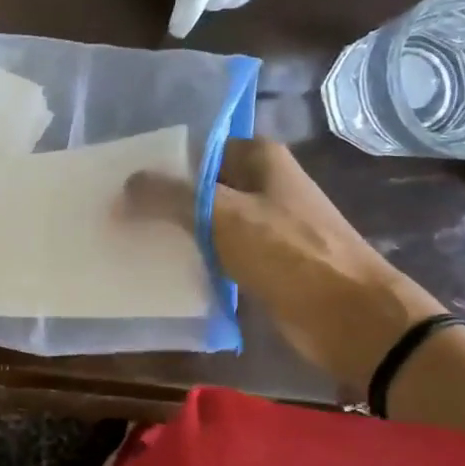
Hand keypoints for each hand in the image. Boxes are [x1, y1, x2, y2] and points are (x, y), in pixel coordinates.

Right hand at [126, 139, 443, 389]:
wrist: (349, 316)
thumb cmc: (289, 251)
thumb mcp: (221, 215)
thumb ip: (170, 195)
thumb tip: (126, 185)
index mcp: (260, 159)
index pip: (199, 149)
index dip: (162, 163)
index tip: (122, 180)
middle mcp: (263, 185)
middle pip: (201, 186)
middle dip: (162, 199)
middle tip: (115, 211)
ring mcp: (265, 226)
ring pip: (207, 221)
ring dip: (175, 230)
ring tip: (127, 238)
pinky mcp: (264, 263)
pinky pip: (218, 253)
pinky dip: (193, 258)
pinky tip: (160, 268)